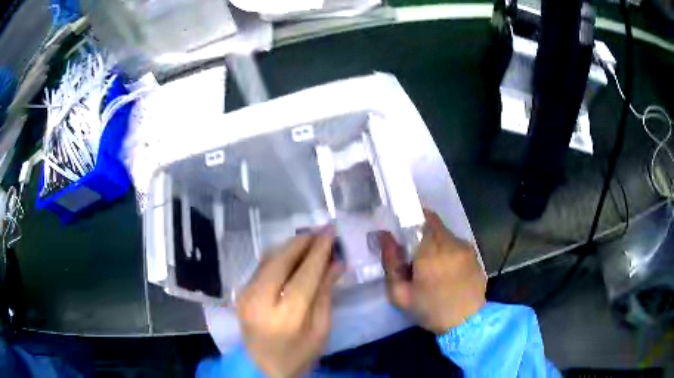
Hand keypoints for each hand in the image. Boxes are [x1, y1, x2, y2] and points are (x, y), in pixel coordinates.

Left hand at [236, 229, 343, 377]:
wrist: (261, 368)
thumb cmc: (298, 355)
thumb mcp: (320, 330)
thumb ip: (326, 294)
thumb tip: (336, 263)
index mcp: (287, 317)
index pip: (305, 274)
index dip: (319, 250)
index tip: (330, 231)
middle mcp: (260, 301)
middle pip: (281, 259)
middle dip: (302, 241)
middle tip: (320, 231)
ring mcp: (246, 295)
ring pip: (268, 258)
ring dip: (290, 246)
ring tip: (310, 240)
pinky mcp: (241, 293)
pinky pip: (262, 266)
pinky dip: (279, 256)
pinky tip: (292, 254)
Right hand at [380, 210, 486, 333]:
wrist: (466, 322)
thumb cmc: (431, 310)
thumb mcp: (401, 294)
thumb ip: (390, 263)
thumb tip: (384, 235)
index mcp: (431, 251)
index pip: (424, 217)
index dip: (412, 220)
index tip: (404, 234)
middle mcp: (451, 243)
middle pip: (435, 225)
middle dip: (422, 233)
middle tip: (415, 255)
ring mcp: (466, 248)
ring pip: (446, 235)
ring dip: (437, 243)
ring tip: (432, 266)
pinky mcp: (475, 256)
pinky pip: (457, 245)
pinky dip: (449, 252)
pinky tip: (447, 271)